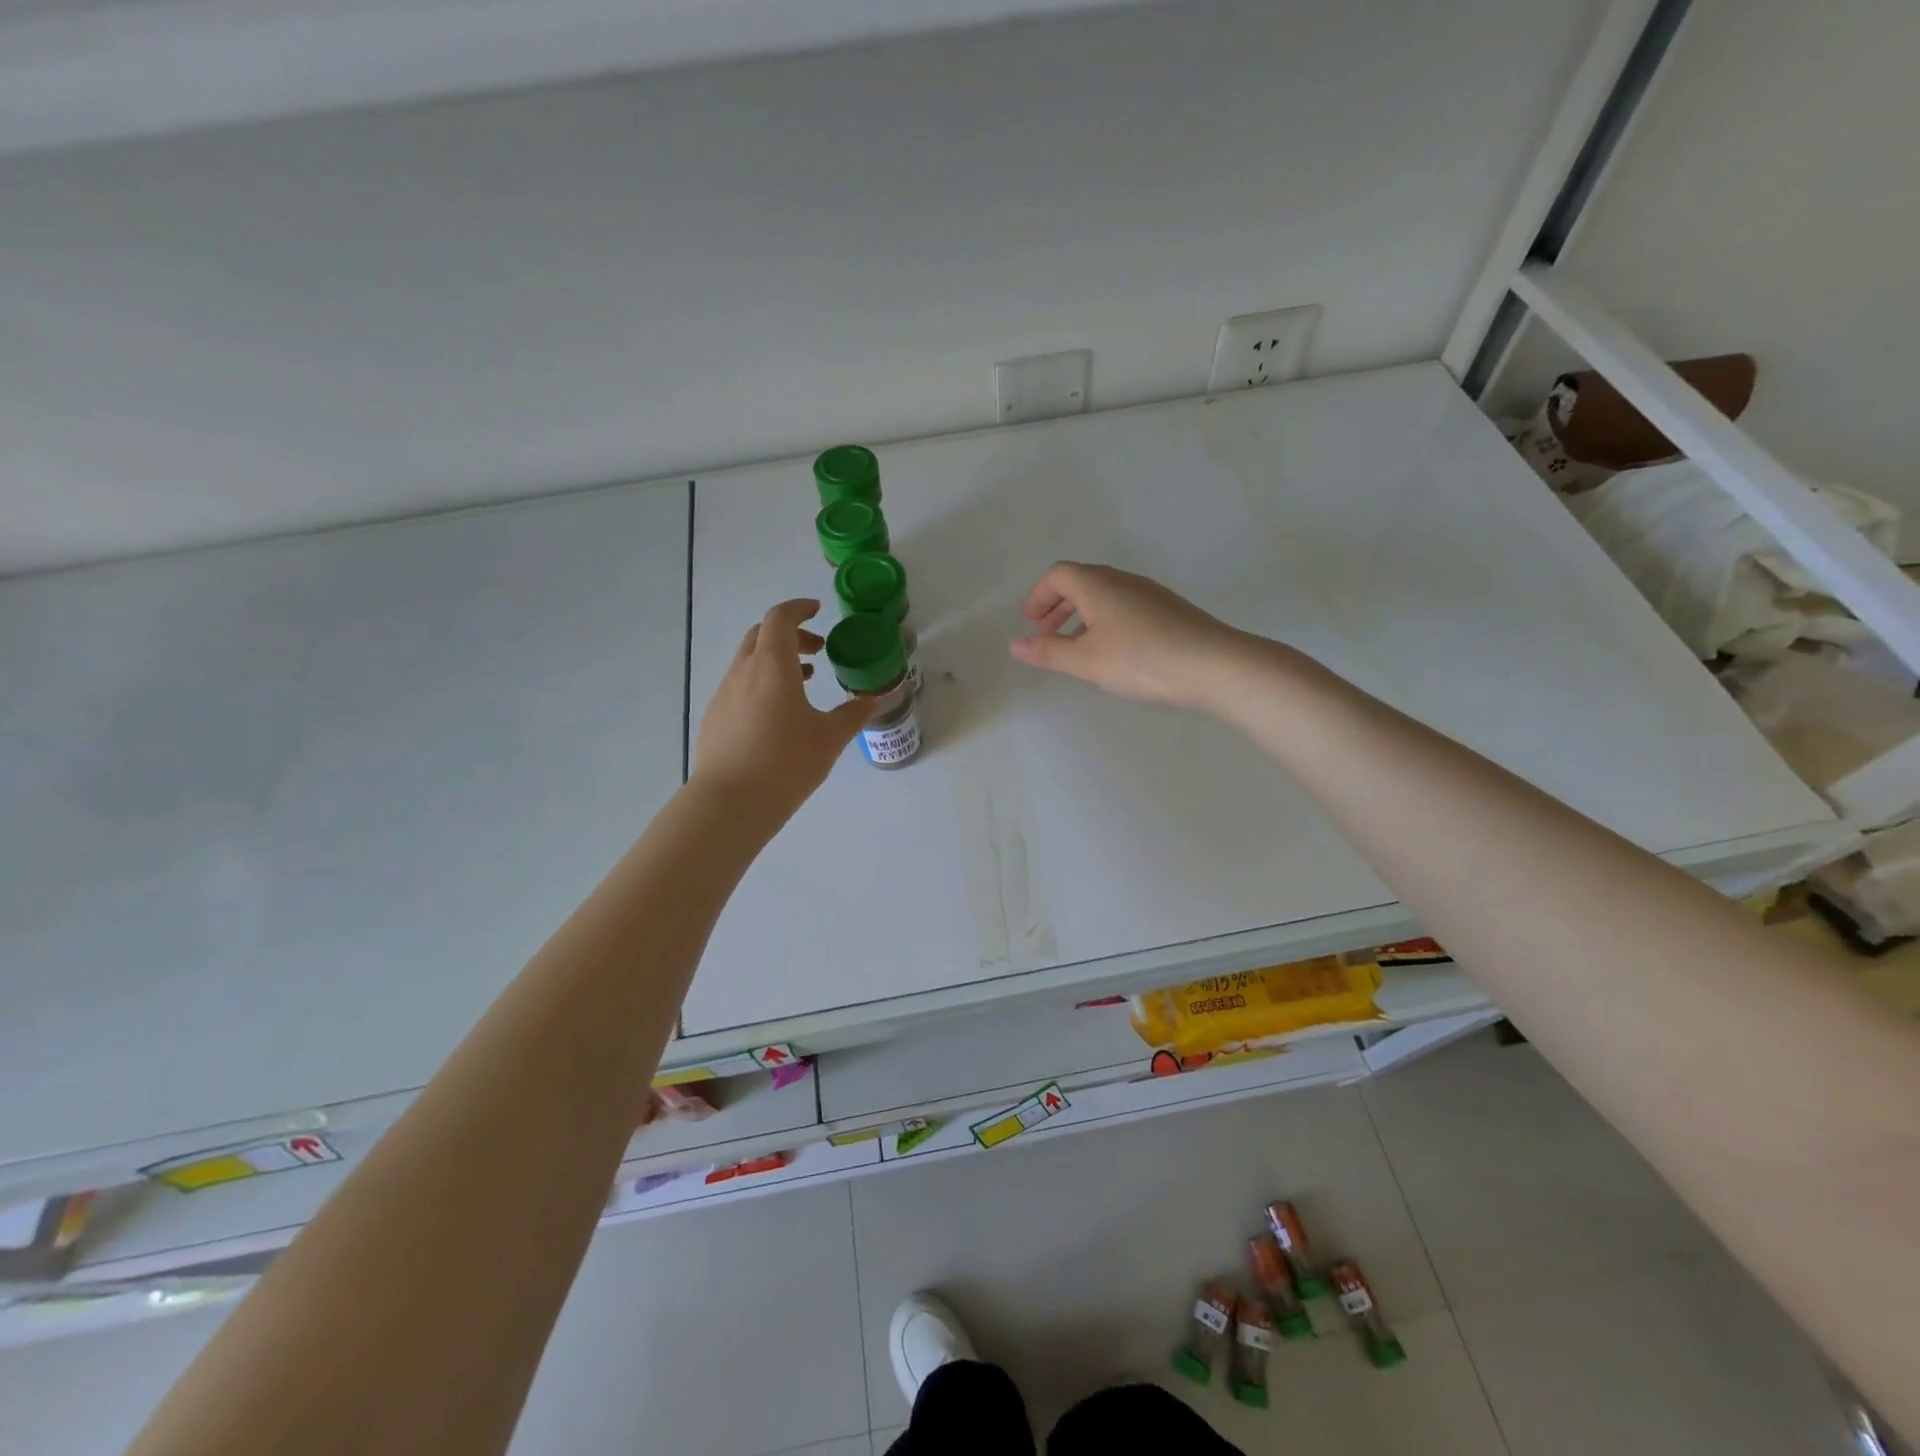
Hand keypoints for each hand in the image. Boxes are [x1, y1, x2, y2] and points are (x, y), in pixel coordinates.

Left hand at [693, 600, 875, 820]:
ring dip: (776, 660)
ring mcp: (724, 694)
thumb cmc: (786, 763)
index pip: (780, 618)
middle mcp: (744, 671)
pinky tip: (778, 715)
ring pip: (749, 661)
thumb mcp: (829, 738)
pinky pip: (740, 686)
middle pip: (762, 635)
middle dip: (790, 635)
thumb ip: (854, 714)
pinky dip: (761, 683)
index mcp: (773, 665)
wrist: (730, 802)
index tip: (818, 610)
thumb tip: (878, 699)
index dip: (799, 608)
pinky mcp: (715, 717)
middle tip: (817, 651)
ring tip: (804, 683)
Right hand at [1008, 562, 1249, 709]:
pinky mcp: (1169, 610)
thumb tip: (1016, 644)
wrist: (1213, 665)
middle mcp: (1124, 581)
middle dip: (1058, 606)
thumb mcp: (1086, 660)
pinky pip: (1125, 606)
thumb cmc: (1140, 659)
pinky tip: (1113, 652)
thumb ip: (1049, 651)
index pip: (1059, 575)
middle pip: (1082, 582)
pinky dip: (1105, 621)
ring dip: (1082, 616)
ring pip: (1105, 595)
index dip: (1039, 595)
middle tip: (1046, 635)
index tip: (1031, 622)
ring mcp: (1150, 594)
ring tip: (1076, 648)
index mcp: (1098, 586)